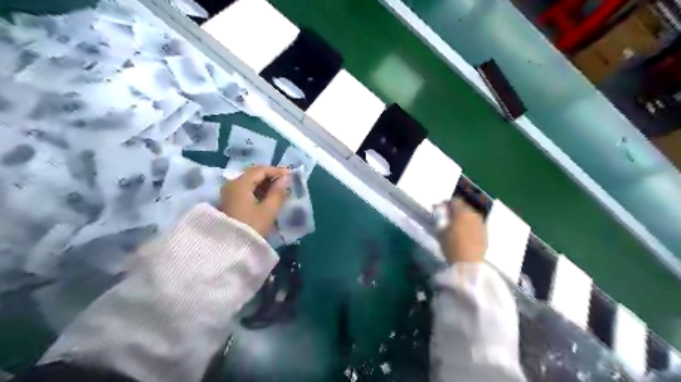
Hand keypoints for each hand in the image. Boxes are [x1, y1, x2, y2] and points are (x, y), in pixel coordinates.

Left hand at [221, 166, 289, 236]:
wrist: (229, 249)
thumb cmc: (252, 227)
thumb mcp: (269, 210)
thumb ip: (278, 192)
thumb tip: (286, 179)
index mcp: (240, 184)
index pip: (260, 170)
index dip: (277, 171)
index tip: (291, 175)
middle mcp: (232, 184)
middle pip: (253, 174)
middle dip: (270, 176)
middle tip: (286, 182)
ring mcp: (229, 193)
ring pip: (249, 182)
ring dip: (264, 184)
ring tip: (279, 190)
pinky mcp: (229, 202)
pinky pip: (245, 190)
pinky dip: (257, 191)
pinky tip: (267, 197)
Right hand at [440, 199, 486, 263]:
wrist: (467, 263)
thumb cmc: (451, 246)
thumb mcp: (441, 231)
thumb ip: (440, 217)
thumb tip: (439, 208)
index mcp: (462, 212)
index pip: (455, 200)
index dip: (447, 203)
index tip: (440, 208)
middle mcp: (474, 214)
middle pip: (465, 206)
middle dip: (456, 209)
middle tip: (448, 216)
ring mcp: (481, 224)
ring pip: (472, 215)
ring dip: (464, 217)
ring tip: (457, 225)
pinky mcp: (485, 233)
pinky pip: (477, 224)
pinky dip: (471, 225)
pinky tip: (466, 232)